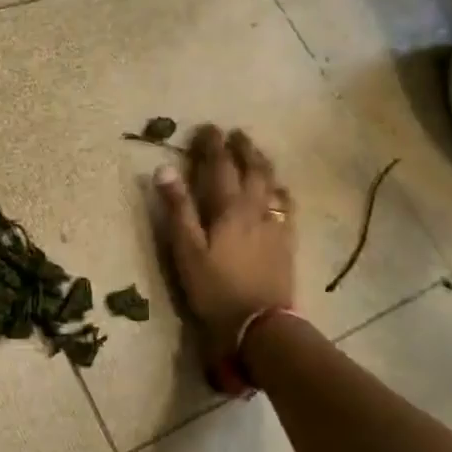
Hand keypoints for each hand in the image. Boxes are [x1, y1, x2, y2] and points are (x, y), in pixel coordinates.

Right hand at [155, 126, 295, 367]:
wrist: (260, 323)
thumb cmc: (215, 287)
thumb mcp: (187, 250)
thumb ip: (178, 208)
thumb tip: (164, 169)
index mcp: (229, 207)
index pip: (220, 166)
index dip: (213, 145)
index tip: (207, 128)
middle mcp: (256, 208)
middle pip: (253, 169)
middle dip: (242, 148)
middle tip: (235, 134)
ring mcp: (276, 225)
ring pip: (273, 184)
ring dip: (263, 164)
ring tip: (256, 155)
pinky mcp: (287, 242)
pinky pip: (287, 206)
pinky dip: (281, 191)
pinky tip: (279, 192)